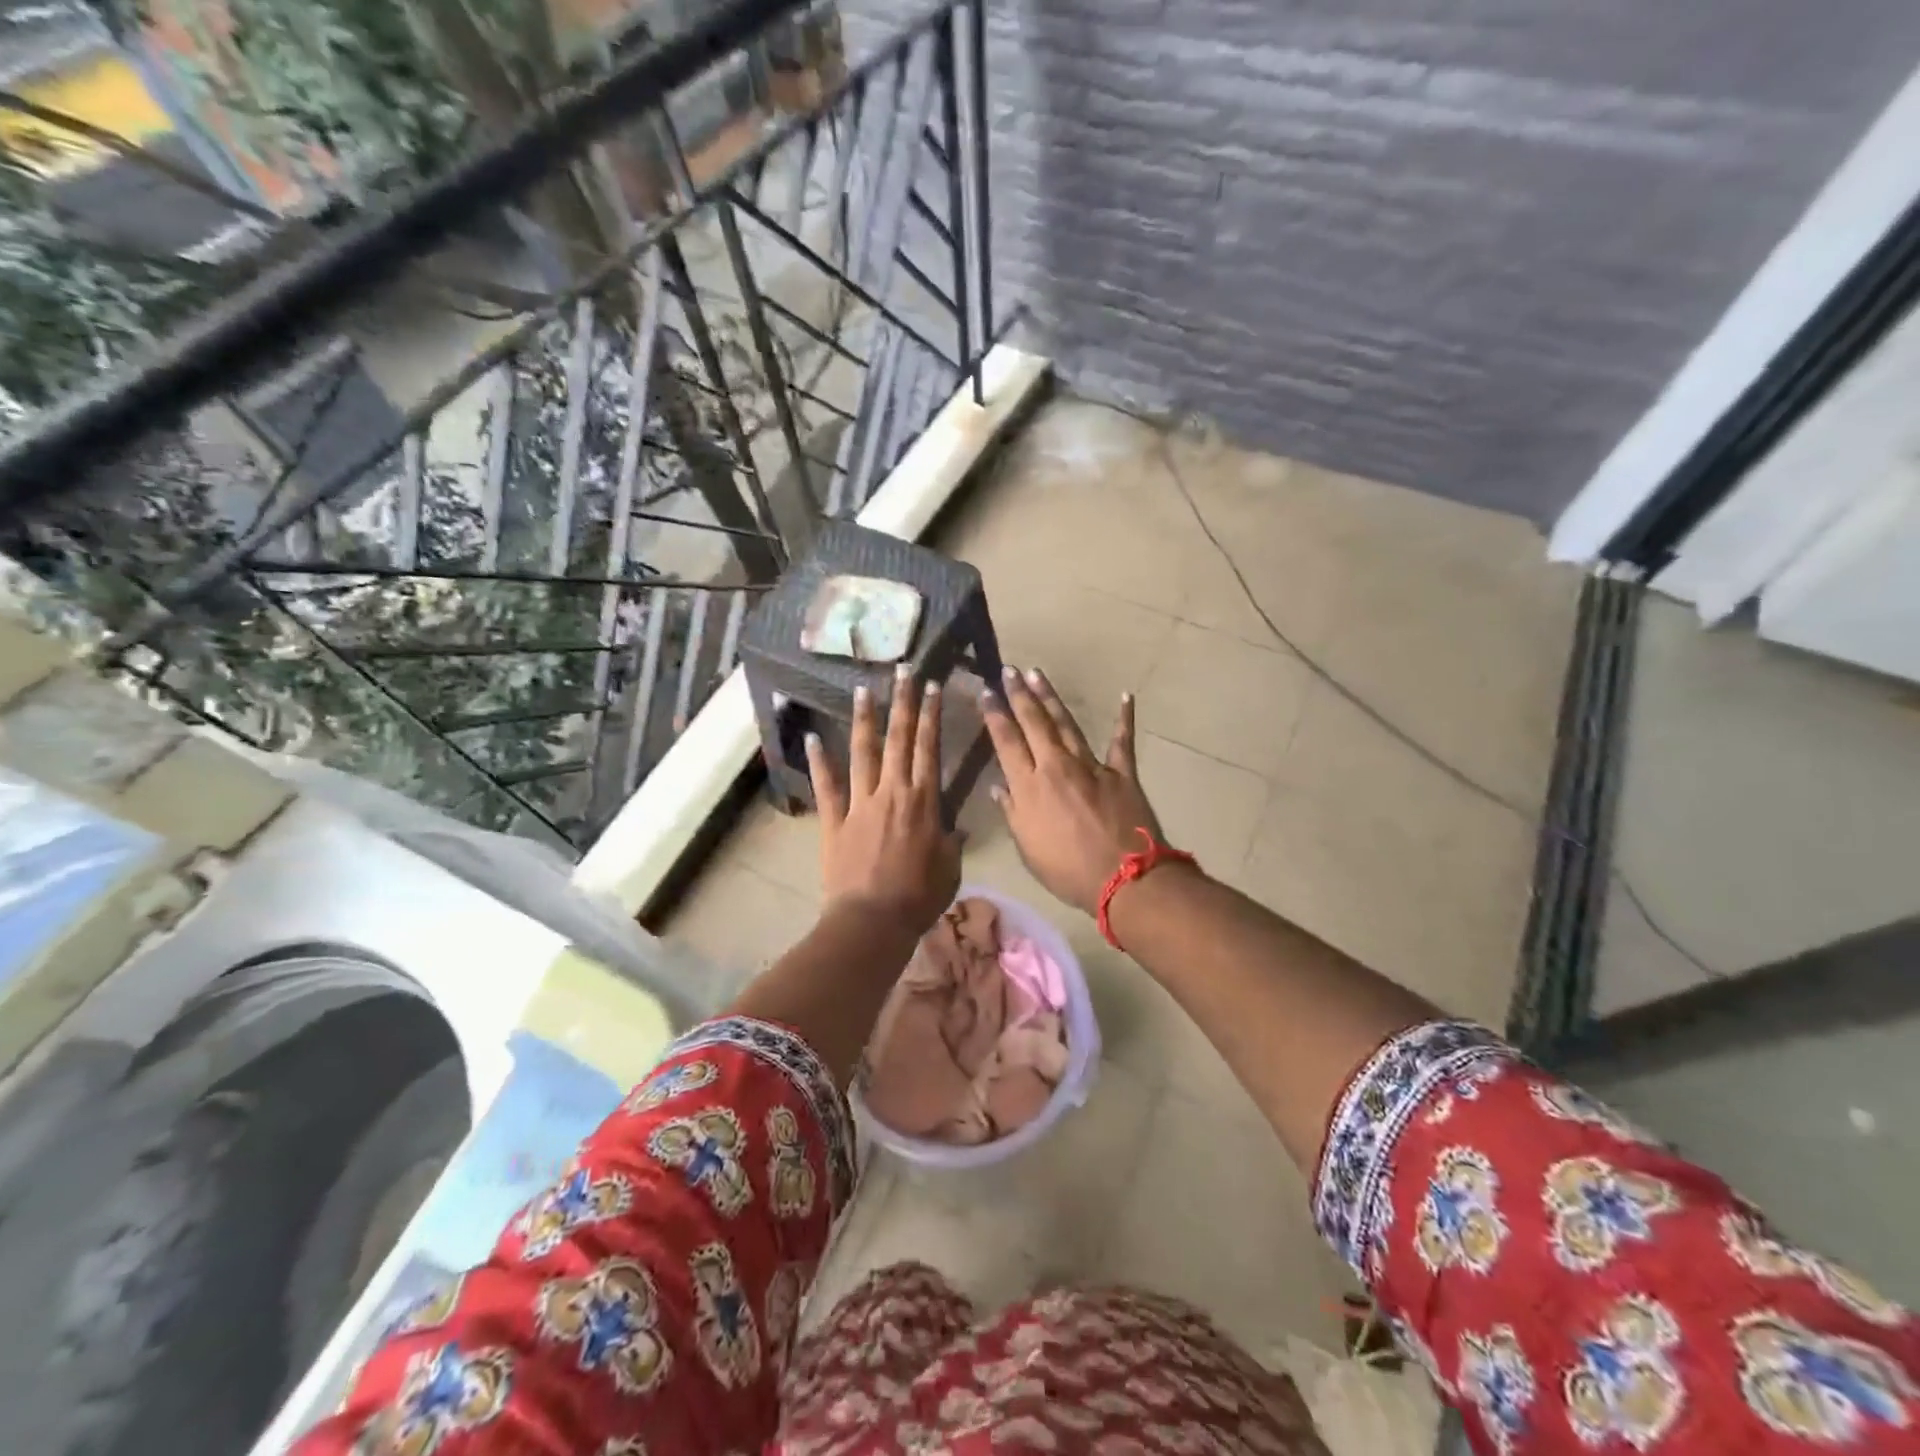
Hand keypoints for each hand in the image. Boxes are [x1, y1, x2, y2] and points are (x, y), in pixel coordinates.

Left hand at [807, 663, 961, 935]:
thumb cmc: (919, 897)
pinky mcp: (834, 820)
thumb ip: (951, 842)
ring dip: (864, 720)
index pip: (929, 748)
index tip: (933, 686)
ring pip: (863, 753)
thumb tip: (954, 828)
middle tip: (902, 671)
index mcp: (924, 801)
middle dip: (902, 703)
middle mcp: (892, 792)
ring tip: (863, 689)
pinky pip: (827, 786)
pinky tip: (811, 738)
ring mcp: (860, 804)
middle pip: (898, 739)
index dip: (931, 715)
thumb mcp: (950, 868)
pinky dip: (819, 762)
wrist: (873, 921)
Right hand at [983, 666, 1166, 916]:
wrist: (1123, 878)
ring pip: (1067, 723)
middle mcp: (1056, 767)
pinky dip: (1124, 719)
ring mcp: (1091, 766)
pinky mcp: (1121, 772)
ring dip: (1051, 698)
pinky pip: (1122, 741)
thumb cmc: (1068, 871)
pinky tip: (1126, 697)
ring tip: (1038, 674)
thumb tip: (998, 787)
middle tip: (1009, 670)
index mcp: (1029, 786)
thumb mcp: (1028, 849)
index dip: (995, 715)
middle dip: (1019, 694)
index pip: (1006, 741)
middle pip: (1034, 723)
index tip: (986, 692)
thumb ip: (1012, 813)